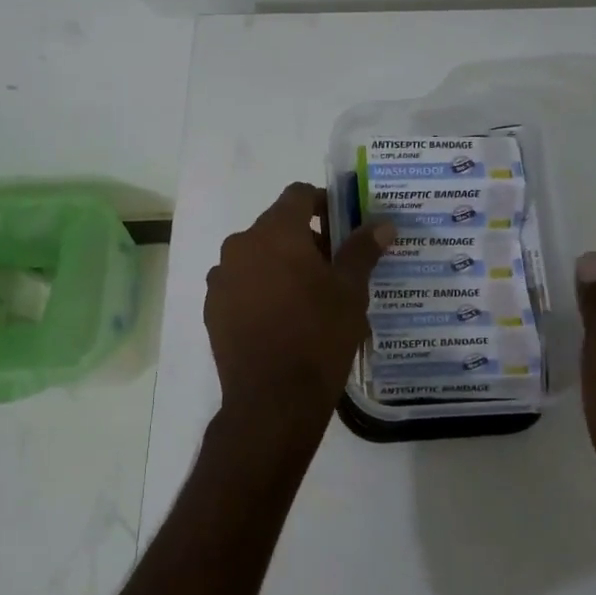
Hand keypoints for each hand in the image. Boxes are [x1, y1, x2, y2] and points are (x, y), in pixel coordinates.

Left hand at [205, 183, 393, 442]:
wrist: (272, 399)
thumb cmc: (319, 336)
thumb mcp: (350, 291)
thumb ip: (363, 250)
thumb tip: (382, 223)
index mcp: (276, 232)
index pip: (299, 195)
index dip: (323, 204)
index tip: (343, 227)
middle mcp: (241, 245)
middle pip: (276, 226)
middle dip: (305, 239)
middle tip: (333, 268)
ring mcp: (221, 277)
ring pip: (257, 256)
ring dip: (280, 264)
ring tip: (307, 298)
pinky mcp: (213, 307)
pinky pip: (241, 284)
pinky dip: (260, 289)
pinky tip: (280, 319)